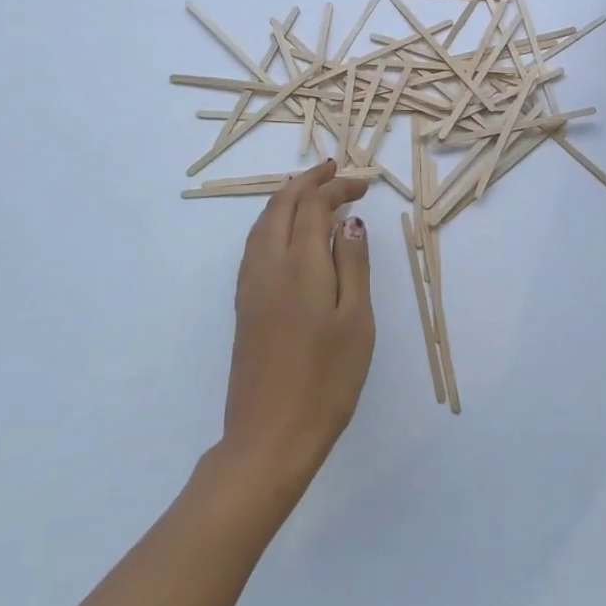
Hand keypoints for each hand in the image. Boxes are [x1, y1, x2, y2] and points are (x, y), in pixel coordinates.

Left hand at [221, 160, 374, 490]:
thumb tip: (349, 221)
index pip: (313, 206)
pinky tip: (286, 233)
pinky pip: (255, 244)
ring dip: (286, 198)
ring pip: (262, 223)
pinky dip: (272, 222)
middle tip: (334, 170)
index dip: (337, 188)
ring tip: (310, 191)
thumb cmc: (326, 381)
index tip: (362, 185)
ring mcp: (250, 286)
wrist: (270, 436)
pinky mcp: (244, 305)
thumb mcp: (356, 321)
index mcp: (300, 266)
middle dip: (307, 182)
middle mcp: (267, 265)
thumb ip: (353, 265)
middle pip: (280, 205)